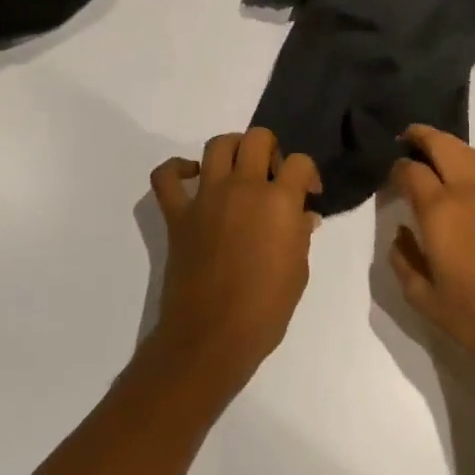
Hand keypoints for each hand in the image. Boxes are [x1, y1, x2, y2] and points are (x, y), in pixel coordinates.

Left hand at [149, 129, 321, 385]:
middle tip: (272, 178)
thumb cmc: (265, 309)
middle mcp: (243, 188)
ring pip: (217, 145)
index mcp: (279, 202)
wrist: (212, 336)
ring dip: (233, 149)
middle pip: (258, 138)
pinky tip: (193, 178)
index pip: (300, 163)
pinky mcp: (178, 214)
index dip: (308, 174)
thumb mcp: (298, 271)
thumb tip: (302, 216)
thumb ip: (300, 234)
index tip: (308, 195)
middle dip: (271, 151)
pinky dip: (177, 169)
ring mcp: (206, 197)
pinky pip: (166, 176)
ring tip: (239, 171)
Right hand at [388, 125, 474, 376]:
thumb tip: (401, 234)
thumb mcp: (422, 297)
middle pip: (442, 144)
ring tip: (432, 154)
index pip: (411, 170)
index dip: (396, 168)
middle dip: (420, 137)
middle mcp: (469, 189)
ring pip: (468, 151)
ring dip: (447, 145)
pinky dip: (470, 159)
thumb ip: (403, 260)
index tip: (389, 176)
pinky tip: (464, 174)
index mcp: (441, 209)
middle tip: (405, 140)